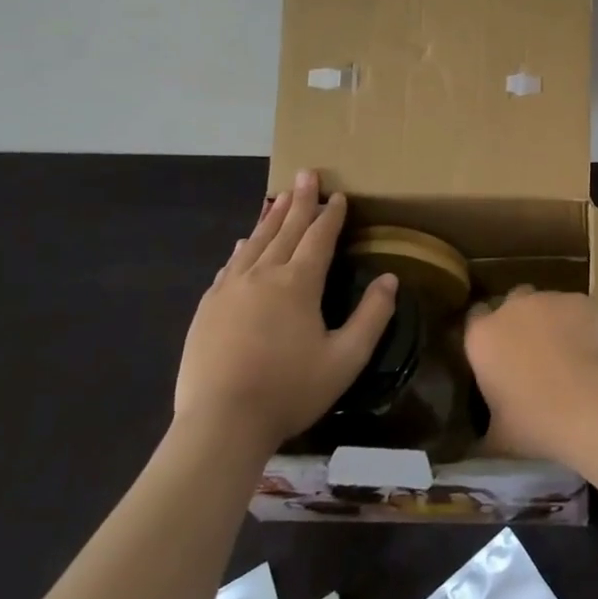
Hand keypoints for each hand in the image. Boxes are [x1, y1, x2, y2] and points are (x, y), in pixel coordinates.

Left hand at [174, 171, 396, 455]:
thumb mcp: (346, 358)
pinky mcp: (208, 309)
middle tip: (307, 173)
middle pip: (285, 229)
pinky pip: (229, 266)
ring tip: (279, 197)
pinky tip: (243, 243)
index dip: (331, 215)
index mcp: (298, 283)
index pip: (319, 237)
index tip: (339, 195)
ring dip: (270, 218)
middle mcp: (263, 275)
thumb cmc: (290, 390)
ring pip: (255, 243)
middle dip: (300, 201)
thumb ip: (372, 315)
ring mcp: (230, 290)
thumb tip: (390, 279)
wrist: (220, 424)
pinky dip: (242, 249)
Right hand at [463, 289, 597, 460]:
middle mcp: (513, 308)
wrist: (589, 406)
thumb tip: (476, 447)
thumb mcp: (497, 439)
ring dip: (549, 321)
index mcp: (482, 336)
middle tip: (529, 352)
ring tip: (564, 354)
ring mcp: (550, 299)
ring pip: (546, 303)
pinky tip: (588, 350)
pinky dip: (579, 323)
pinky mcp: (582, 301)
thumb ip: (483, 433)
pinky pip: (576, 309)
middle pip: (512, 302)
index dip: (485, 333)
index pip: (474, 319)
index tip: (493, 353)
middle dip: (518, 320)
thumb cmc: (534, 424)